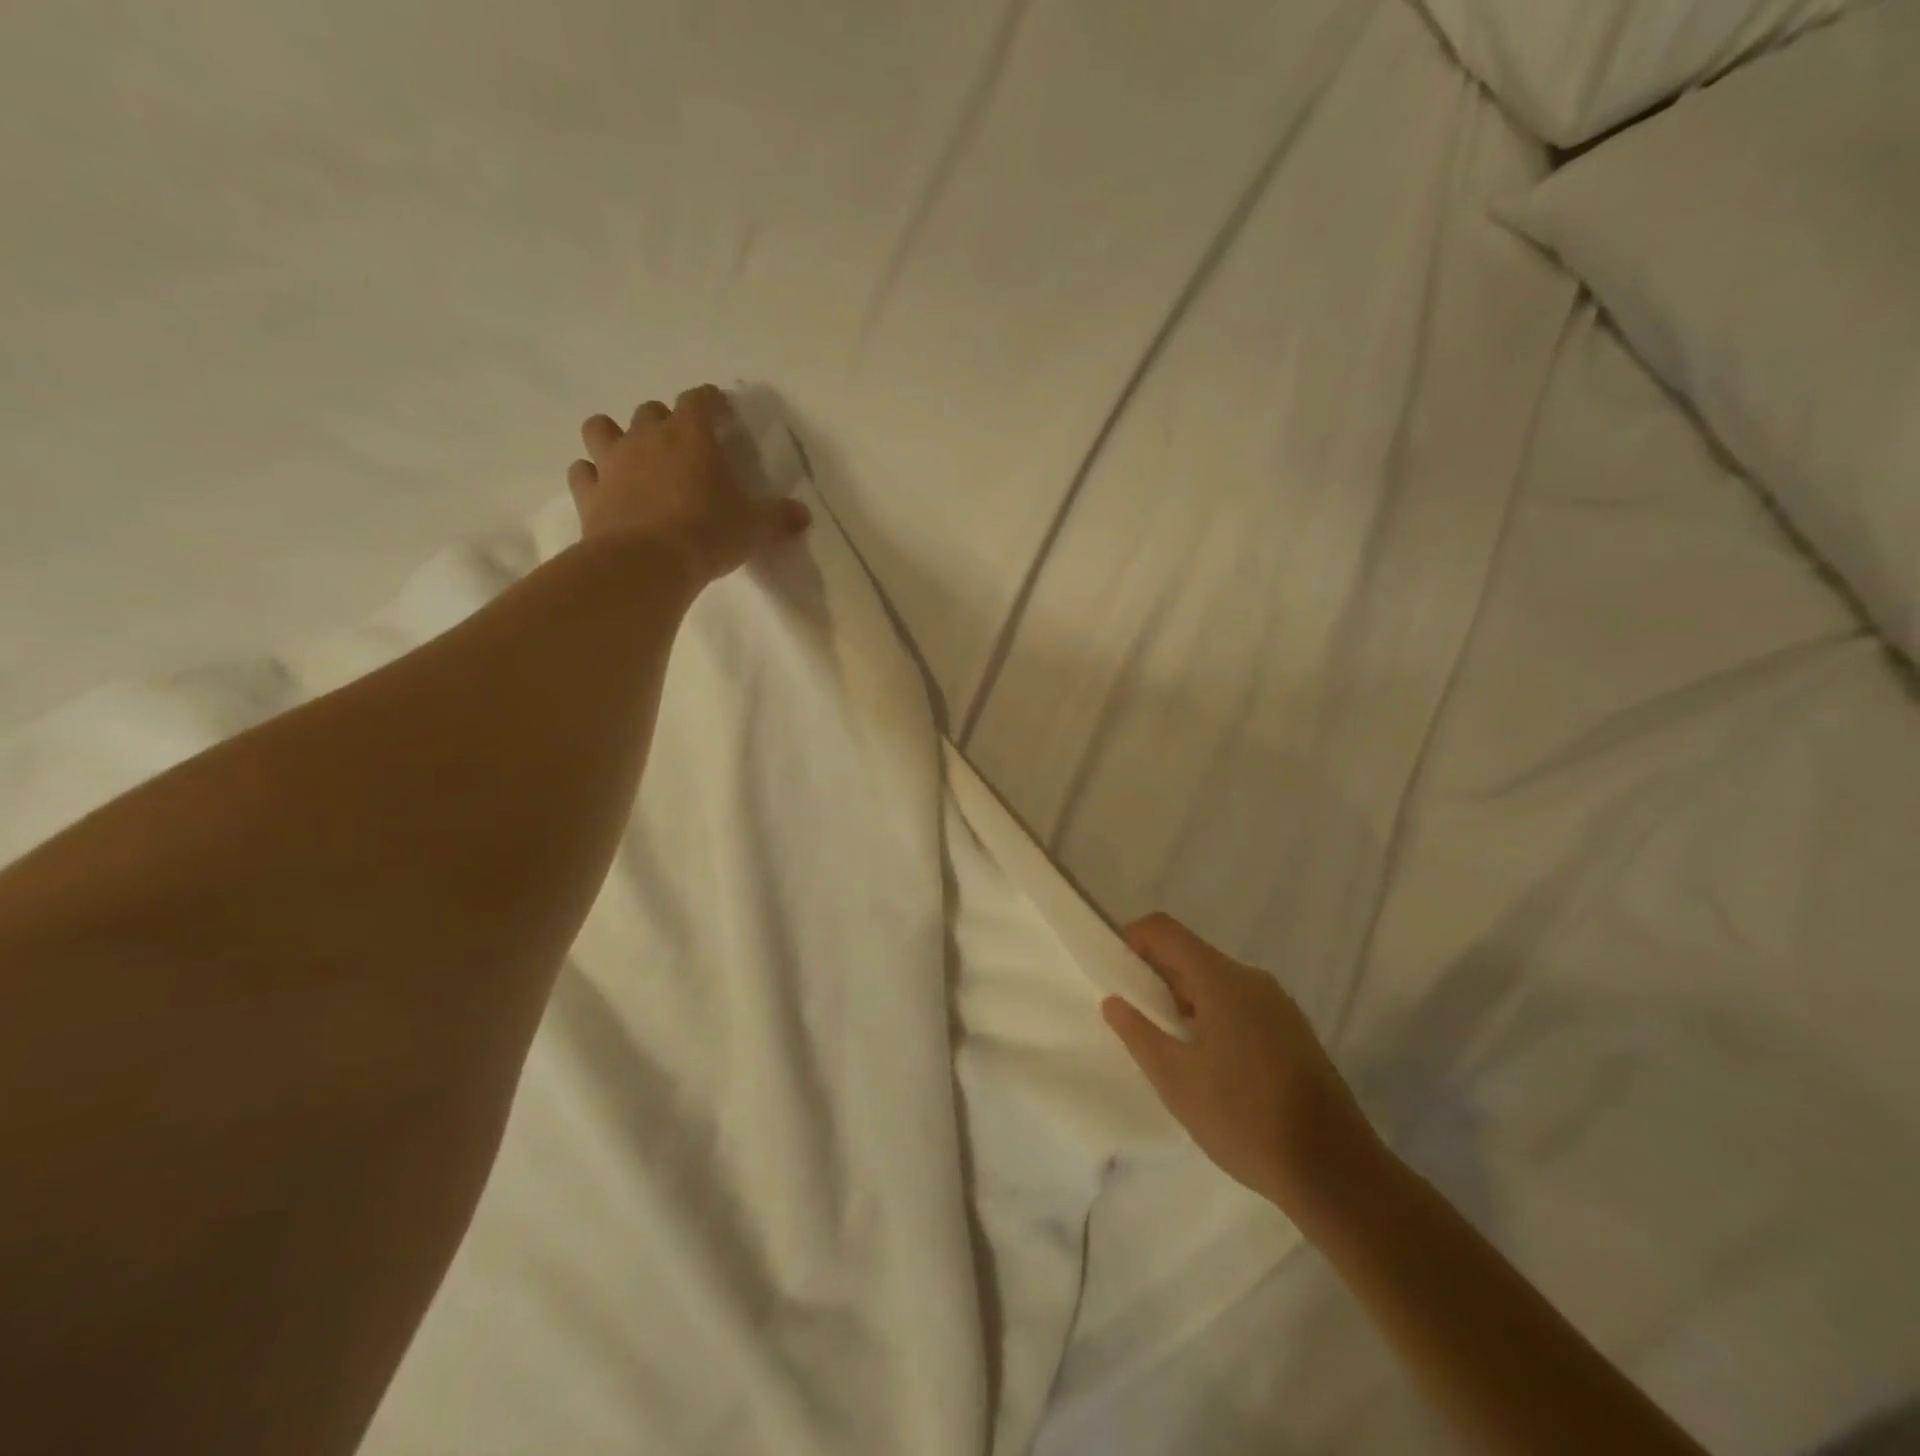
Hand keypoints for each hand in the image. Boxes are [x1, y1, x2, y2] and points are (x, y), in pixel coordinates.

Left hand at [567, 384, 810, 581]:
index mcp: (691, 436)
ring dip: (614, 435)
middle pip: (650, 411)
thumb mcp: (755, 527)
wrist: (647, 563)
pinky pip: (582, 473)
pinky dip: (591, 476)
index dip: (709, 402)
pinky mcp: (589, 493)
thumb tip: (804, 515)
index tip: (718, 409)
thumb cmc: (708, 533)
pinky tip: (603, 489)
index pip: (699, 401)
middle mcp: (646, 438)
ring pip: (602, 428)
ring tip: (629, 456)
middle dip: (664, 421)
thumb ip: (779, 517)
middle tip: (679, 445)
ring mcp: (612, 463)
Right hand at [1102, 913, 1380, 1222]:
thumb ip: (1139, 1034)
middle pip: (1190, 954)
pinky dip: (1212, 1016)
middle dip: (1155, 978)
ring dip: (1183, 1001)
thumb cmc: (1245, 1120)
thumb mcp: (1176, 1080)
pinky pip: (1240, 1004)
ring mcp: (1278, 1004)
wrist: (1337, 1173)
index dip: (1131, 941)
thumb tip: (1115, 1001)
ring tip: (1171, 1050)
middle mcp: (1252, 979)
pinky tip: (1210, 1066)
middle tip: (1137, 1022)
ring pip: (1215, 982)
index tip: (1116, 979)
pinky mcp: (1292, 1030)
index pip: (1164, 930)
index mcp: (1222, 980)